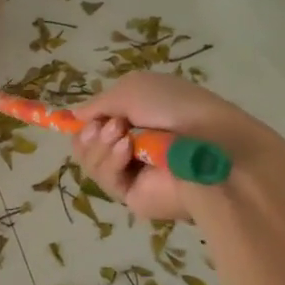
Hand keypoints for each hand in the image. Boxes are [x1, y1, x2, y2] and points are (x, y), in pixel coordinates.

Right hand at [71, 74, 263, 221]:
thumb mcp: (132, 89)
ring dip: (99, 145)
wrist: (210, 145)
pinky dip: (109, 161)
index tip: (74, 118)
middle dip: (88, 133)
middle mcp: (132, 145)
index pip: (98, 123)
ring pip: (91, 162)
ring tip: (120, 134)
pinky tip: (125, 150)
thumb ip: (98, 103)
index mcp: (137, 118)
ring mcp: (132, 171)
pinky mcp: (132, 195)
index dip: (84, 121)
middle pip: (86, 145)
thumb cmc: (177, 108)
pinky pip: (105, 179)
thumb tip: (74, 116)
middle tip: (105, 125)